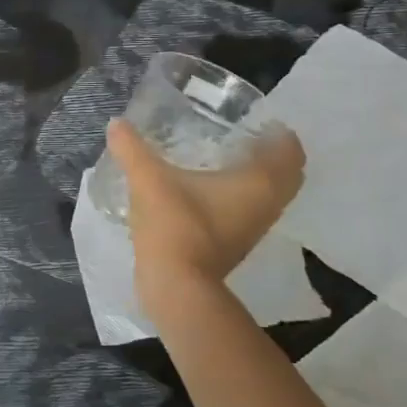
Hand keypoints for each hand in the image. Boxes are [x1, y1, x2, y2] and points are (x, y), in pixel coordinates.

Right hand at [107, 117, 305, 303]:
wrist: (176, 286)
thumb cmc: (175, 226)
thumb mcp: (148, 181)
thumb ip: (132, 149)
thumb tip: (116, 123)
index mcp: (261, 183)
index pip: (290, 150)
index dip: (279, 132)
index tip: (256, 120)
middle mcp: (267, 205)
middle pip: (286, 174)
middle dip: (270, 155)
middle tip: (241, 137)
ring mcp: (254, 229)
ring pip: (268, 195)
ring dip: (255, 178)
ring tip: (222, 160)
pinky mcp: (236, 245)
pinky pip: (249, 212)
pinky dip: (238, 198)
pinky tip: (206, 192)